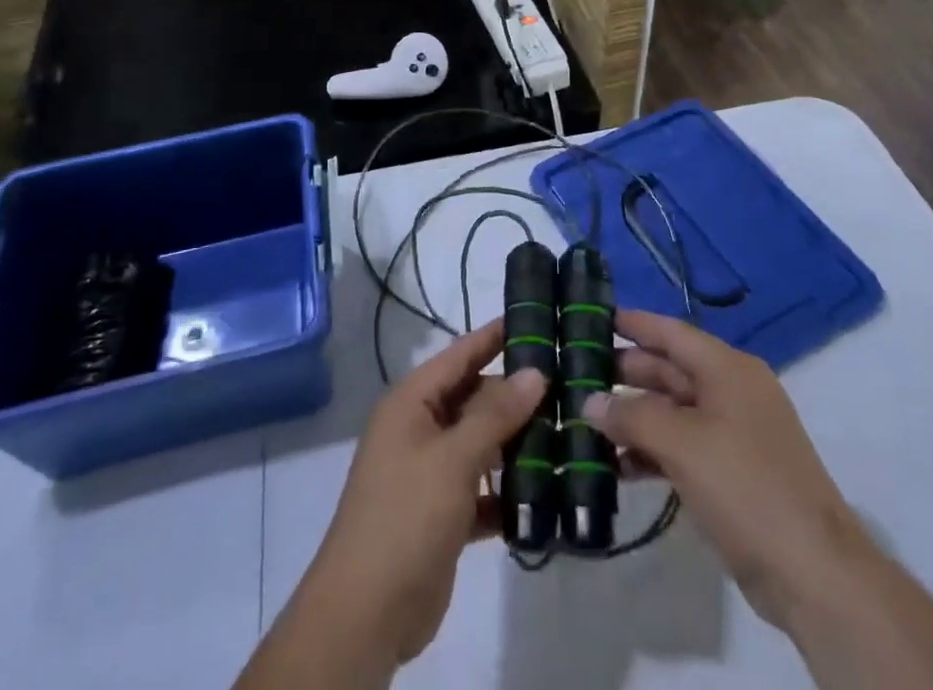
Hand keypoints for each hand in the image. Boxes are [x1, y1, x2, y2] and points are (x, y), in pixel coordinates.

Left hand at [304, 320, 544, 665]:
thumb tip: (534, 373)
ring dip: (515, 445)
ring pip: (480, 445)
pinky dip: (506, 491)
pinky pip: (481, 489)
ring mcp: (429, 473)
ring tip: (566, 435)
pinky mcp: (442, 514)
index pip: (459, 356)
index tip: (534, 319)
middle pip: (473, 399)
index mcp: (411, 403)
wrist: (366, 613)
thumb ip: (495, 415)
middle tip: (566, 387)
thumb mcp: (453, 458)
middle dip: (514, 396)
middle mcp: (419, 429)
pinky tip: (544, 494)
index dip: (493, 337)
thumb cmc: (406, 515)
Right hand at [582, 309, 866, 632]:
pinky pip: (682, 447)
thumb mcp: (682, 444)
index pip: (671, 332)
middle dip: (625, 373)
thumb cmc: (746, 486)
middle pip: (669, 370)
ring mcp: (734, 434)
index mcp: (727, 369)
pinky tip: (617, 467)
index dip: (633, 323)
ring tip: (586, 422)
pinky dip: (651, 452)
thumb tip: (590, 402)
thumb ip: (632, 416)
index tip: (592, 317)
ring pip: (672, 411)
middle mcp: (731, 392)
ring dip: (634, 417)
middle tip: (577, 373)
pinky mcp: (732, 474)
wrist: (814, 574)